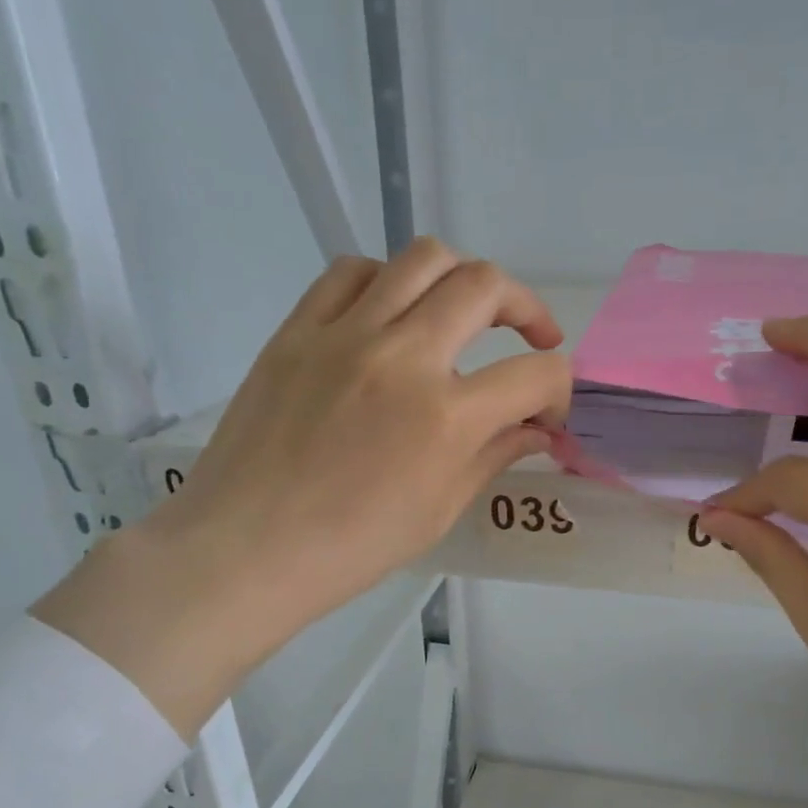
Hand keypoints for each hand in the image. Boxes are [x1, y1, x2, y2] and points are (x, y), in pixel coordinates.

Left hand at [35, 238, 567, 735]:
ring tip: (464, 313)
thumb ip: (495, 456)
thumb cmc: (351, 547)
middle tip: (530, 340)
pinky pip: (352, 272)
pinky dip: (388, 281)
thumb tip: (538, 430)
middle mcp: (402, 357)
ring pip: (423, 258)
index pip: (535, 376)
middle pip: (485, 287)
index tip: (550, 410)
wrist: (247, 548)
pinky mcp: (298, 329)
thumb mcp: (439, 510)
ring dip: (463, 280)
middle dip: (526, 309)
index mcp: (445, 418)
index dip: (559, 389)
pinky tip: (391, 314)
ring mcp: (344, 334)